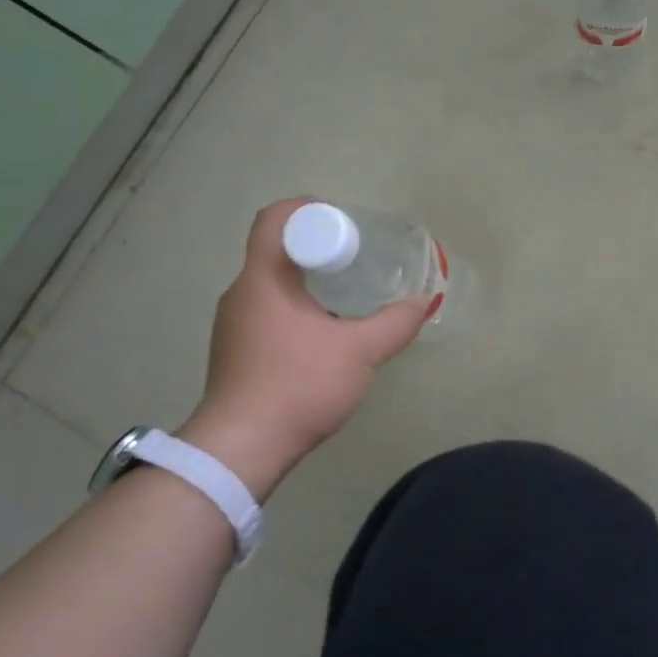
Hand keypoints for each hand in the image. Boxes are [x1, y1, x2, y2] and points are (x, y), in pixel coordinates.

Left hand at [176, 199, 428, 493]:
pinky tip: (325, 334)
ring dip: (309, 281)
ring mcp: (233, 324)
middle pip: (277, 250)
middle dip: (319, 247)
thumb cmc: (299, 385)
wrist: (243, 447)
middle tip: (359, 259)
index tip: (345, 223)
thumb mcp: (359, 352)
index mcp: (263, 279)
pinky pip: (268, 311)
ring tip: (349, 295)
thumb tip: (424, 301)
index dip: (308, 209)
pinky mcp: (235, 350)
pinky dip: (297, 308)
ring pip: (273, 284)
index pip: (275, 219)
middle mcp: (241, 293)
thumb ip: (395, 323)